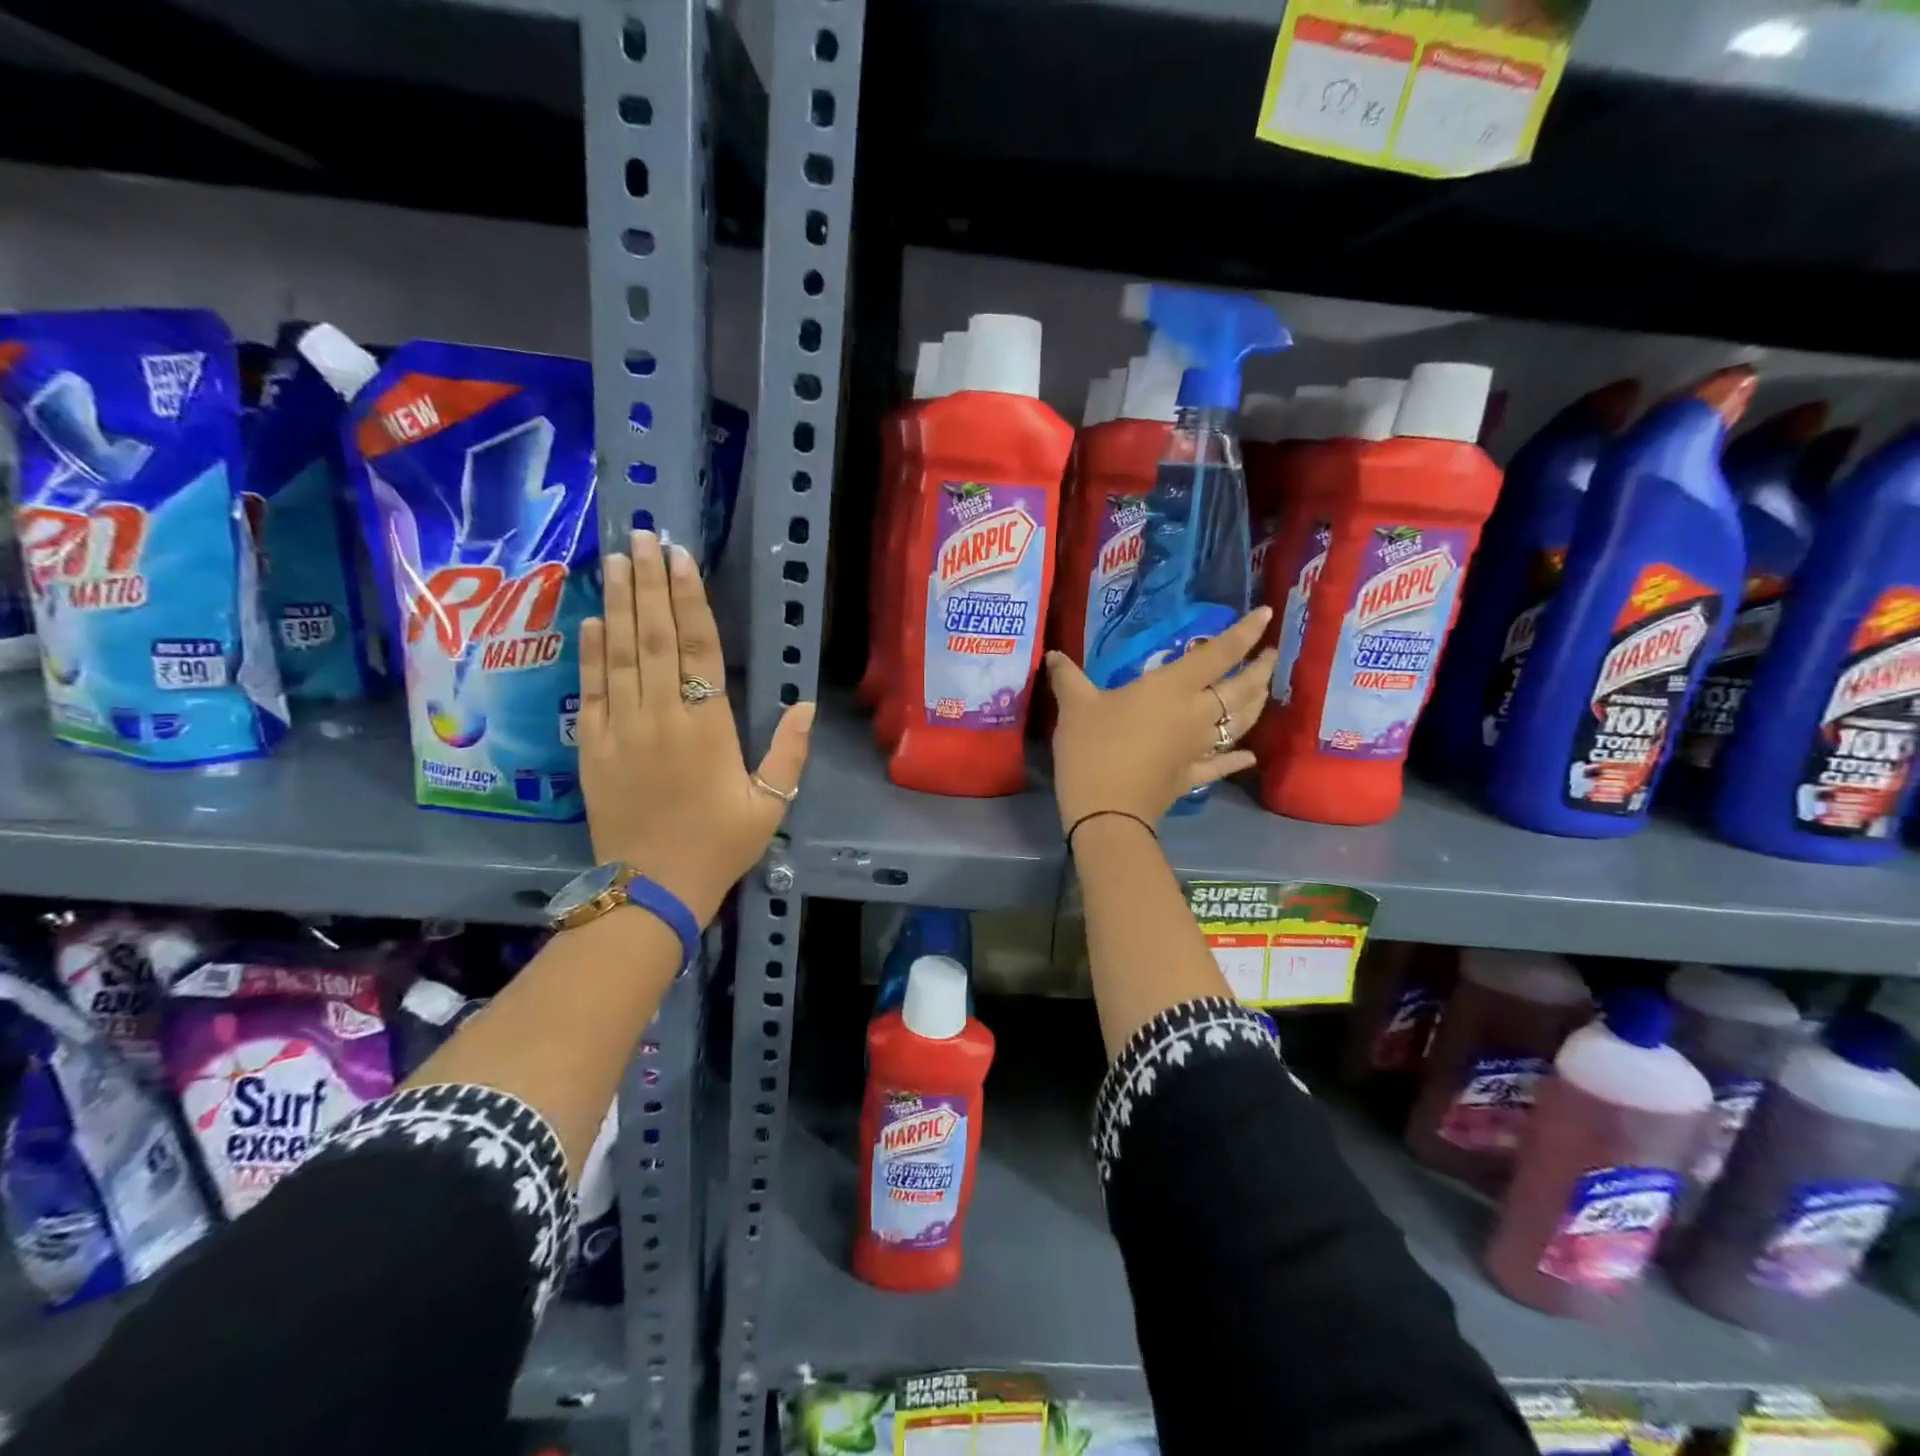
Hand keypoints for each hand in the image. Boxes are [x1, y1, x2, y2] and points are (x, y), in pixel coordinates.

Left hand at [577, 530, 813, 925]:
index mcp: (708, 726)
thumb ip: (789, 752)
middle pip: (653, 637)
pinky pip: (592, 689)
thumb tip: (807, 704)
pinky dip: (590, 652)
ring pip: (619, 653)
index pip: (699, 649)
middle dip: (648, 583)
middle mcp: (662, 715)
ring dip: (617, 603)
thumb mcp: (770, 804)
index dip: (689, 600)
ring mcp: (622, 728)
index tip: (680, 558)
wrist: (653, 889)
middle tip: (643, 537)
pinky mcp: (594, 746)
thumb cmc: (719, 845)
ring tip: (614, 559)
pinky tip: (591, 618)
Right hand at [1046, 607, 1275, 831]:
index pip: (1218, 654)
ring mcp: (1199, 748)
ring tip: (1265, 689)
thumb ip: (1067, 677)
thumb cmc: (1093, 749)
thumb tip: (1054, 655)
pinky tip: (1249, 756)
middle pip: (1241, 688)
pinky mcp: (1191, 776)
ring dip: (1257, 704)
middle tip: (1270, 654)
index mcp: (1173, 688)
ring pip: (1240, 723)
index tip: (1266, 614)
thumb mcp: (1074, 707)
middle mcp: (1197, 714)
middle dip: (1260, 668)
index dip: (1244, 633)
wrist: (1106, 812)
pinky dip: (1237, 759)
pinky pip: (1221, 764)